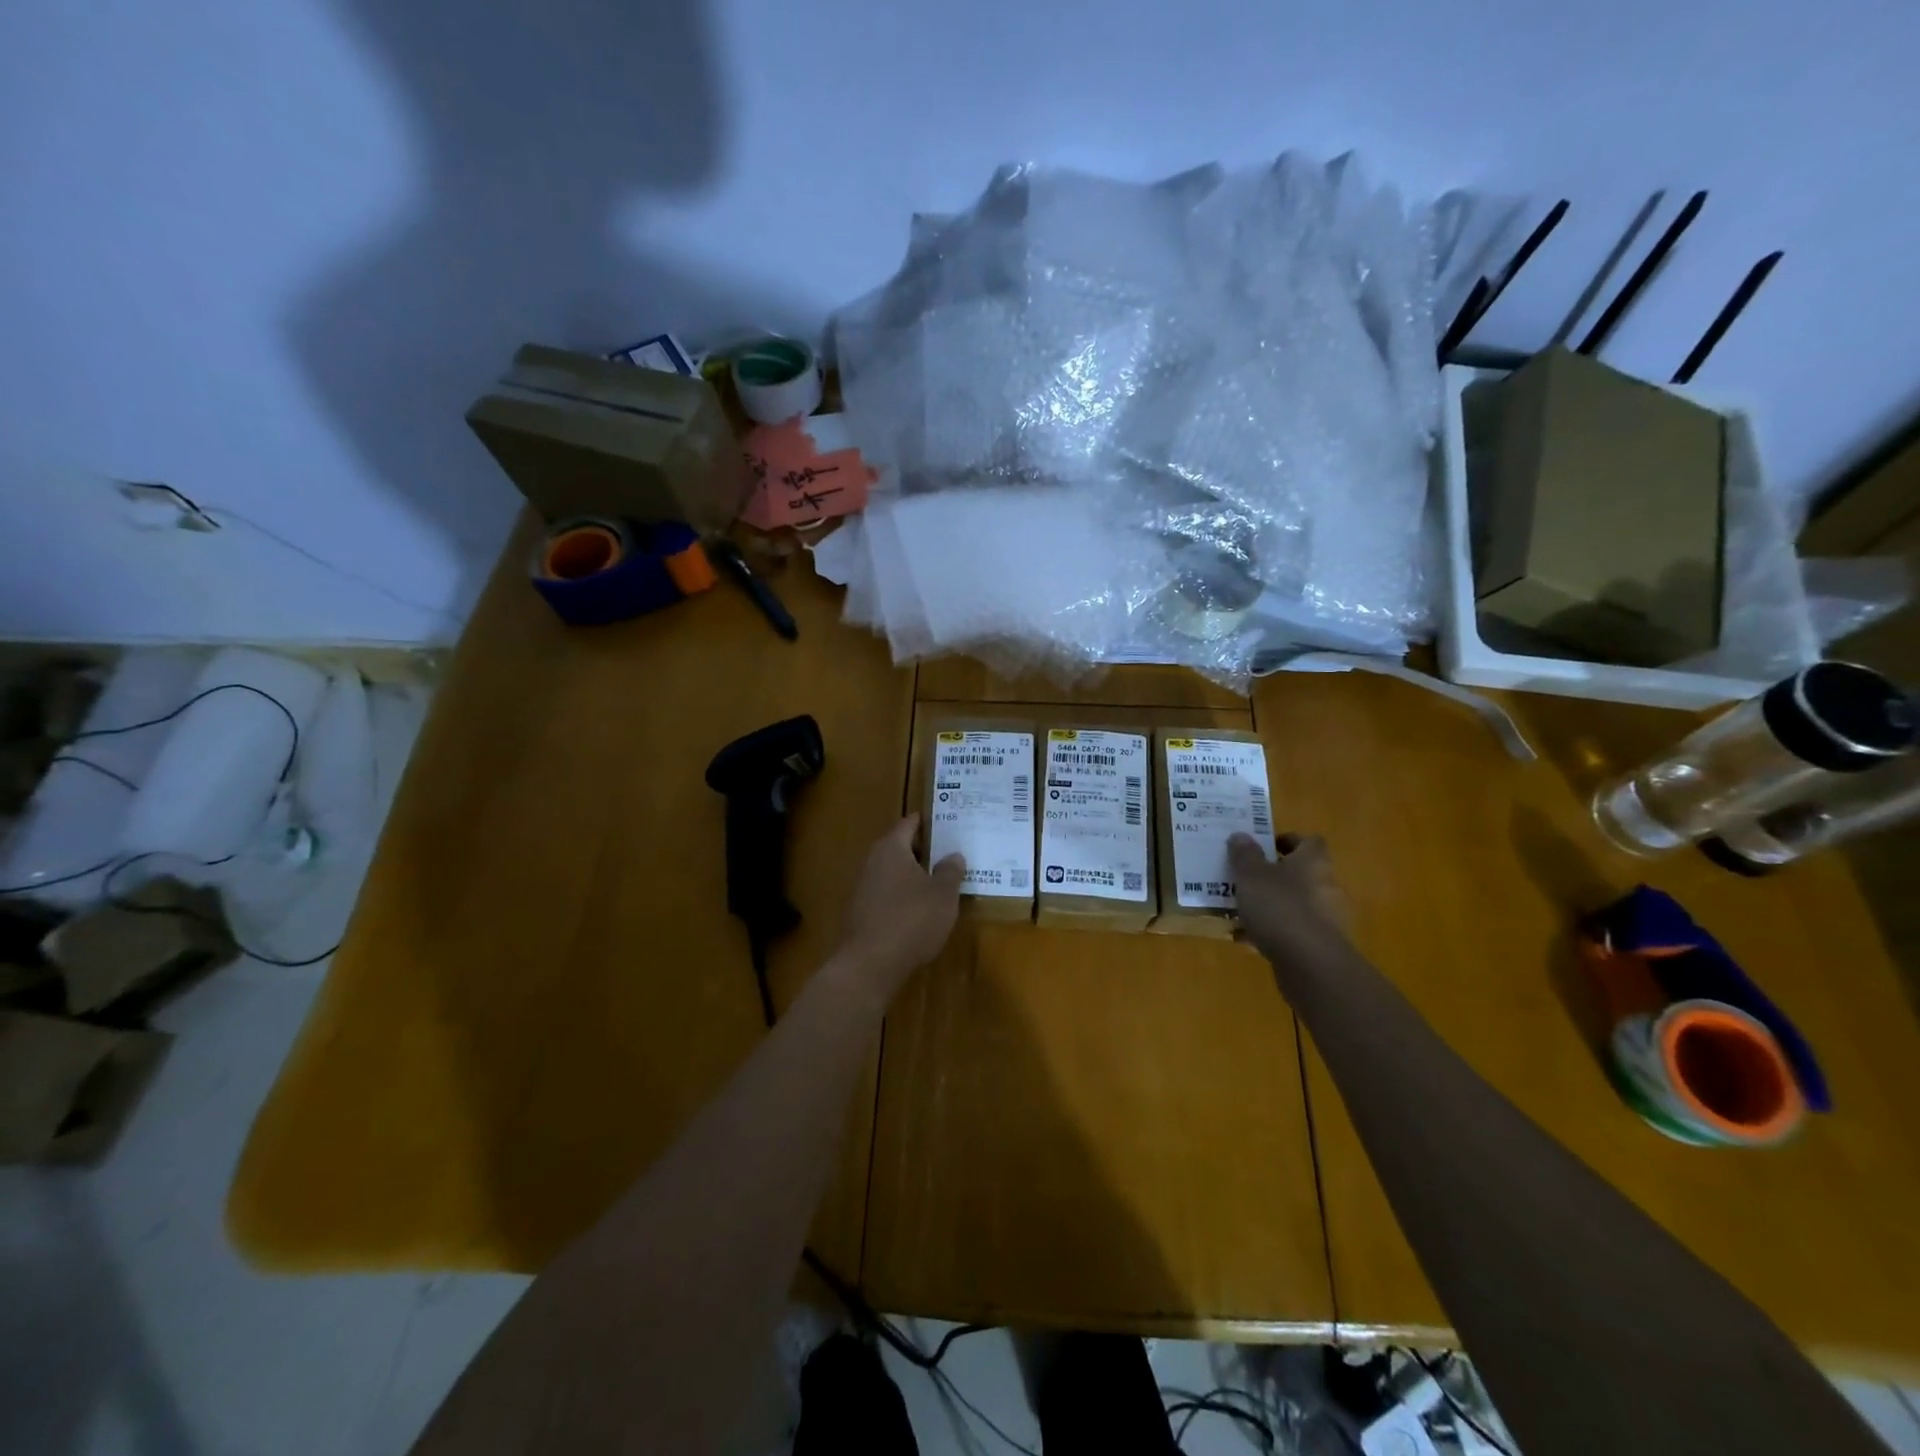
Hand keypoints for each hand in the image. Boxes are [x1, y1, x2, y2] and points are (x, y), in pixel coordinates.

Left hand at [836, 814, 964, 995]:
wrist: (869, 965)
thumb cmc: (911, 920)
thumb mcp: (943, 895)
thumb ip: (950, 871)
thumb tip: (954, 855)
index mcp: (891, 848)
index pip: (911, 823)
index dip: (931, 822)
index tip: (951, 823)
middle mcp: (872, 861)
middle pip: (901, 847)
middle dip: (926, 851)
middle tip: (952, 853)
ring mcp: (863, 888)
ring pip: (894, 873)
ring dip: (915, 876)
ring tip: (942, 883)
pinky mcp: (861, 913)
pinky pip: (887, 895)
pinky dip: (904, 897)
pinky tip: (921, 911)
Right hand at [1228, 832, 1347, 962]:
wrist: (1310, 964)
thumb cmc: (1280, 907)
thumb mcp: (1251, 875)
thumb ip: (1244, 855)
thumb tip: (1241, 836)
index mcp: (1312, 862)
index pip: (1309, 842)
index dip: (1288, 840)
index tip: (1264, 847)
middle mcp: (1325, 886)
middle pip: (1301, 873)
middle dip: (1274, 876)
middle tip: (1245, 879)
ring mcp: (1325, 918)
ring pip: (1294, 904)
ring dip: (1271, 906)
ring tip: (1240, 911)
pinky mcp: (1320, 946)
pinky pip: (1292, 932)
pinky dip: (1272, 933)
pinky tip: (1246, 940)